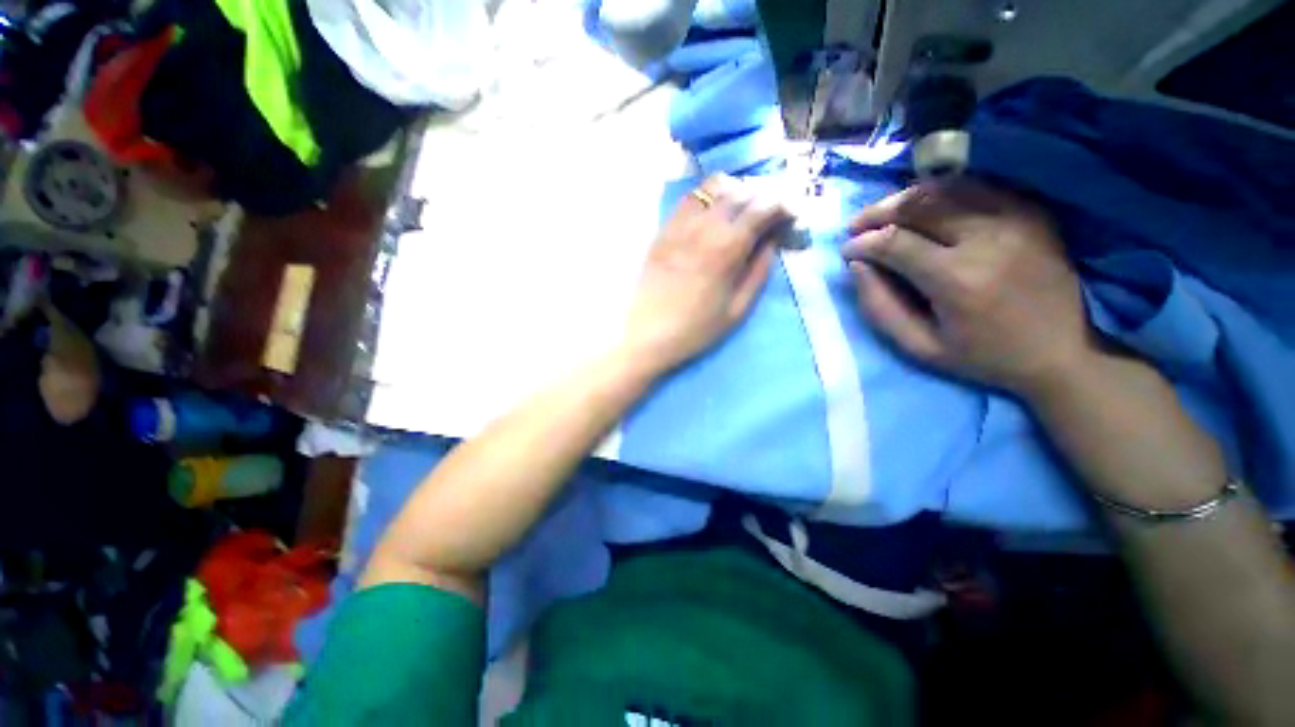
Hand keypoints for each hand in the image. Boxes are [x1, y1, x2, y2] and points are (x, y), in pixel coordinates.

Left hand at [622, 174, 789, 374]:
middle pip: (741, 191)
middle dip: (763, 195)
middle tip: (770, 211)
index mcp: (727, 247)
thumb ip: (759, 272)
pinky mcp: (663, 229)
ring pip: (713, 187)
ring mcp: (680, 224)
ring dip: (735, 190)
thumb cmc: (695, 329)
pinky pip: (688, 198)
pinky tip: (712, 211)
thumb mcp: (737, 309)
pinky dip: (707, 196)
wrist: (647, 334)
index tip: (791, 214)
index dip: (783, 205)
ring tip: (742, 207)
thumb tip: (772, 242)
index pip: (763, 207)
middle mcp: (705, 226)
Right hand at [842, 180, 1095, 395]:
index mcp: (957, 279)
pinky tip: (926, 207)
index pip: (894, 243)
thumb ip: (880, 307)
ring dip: (906, 198)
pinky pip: (977, 187)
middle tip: (857, 226)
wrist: (1065, 351)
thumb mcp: (920, 347)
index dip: (862, 243)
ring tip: (885, 214)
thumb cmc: (985, 357)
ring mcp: (1015, 219)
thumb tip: (857, 266)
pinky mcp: (1031, 212)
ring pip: (946, 188)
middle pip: (919, 205)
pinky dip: (942, 192)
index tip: (846, 251)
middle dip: (877, 213)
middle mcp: (987, 239)